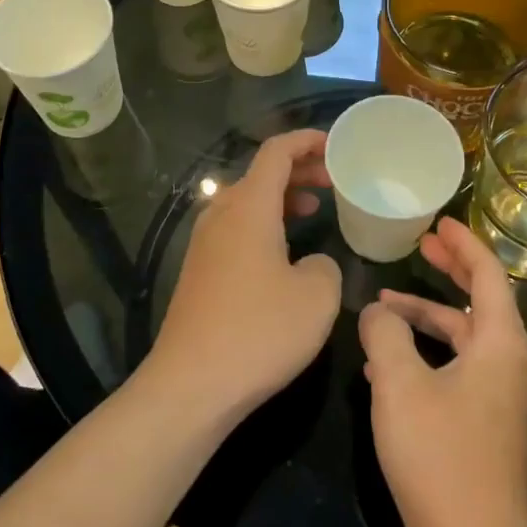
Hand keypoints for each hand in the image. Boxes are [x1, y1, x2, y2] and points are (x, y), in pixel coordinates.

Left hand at [146, 129, 342, 428]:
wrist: (190, 386)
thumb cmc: (260, 331)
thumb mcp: (317, 295)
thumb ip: (325, 265)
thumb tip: (311, 264)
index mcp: (249, 206)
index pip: (276, 151)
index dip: (307, 140)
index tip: (336, 145)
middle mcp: (221, 214)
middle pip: (260, 173)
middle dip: (299, 168)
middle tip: (333, 179)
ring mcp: (205, 243)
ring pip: (247, 201)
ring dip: (281, 196)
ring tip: (314, 206)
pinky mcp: (199, 271)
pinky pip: (236, 227)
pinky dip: (264, 222)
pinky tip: (283, 251)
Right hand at [358, 218, 526, 526]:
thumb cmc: (441, 458)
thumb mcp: (399, 386)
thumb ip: (385, 335)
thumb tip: (377, 311)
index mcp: (501, 343)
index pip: (488, 274)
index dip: (463, 244)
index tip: (438, 222)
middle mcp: (513, 362)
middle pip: (481, 300)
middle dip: (450, 270)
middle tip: (420, 246)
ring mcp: (506, 395)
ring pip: (466, 337)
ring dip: (429, 317)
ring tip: (384, 309)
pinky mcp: (493, 422)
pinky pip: (464, 366)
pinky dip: (433, 352)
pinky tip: (393, 361)